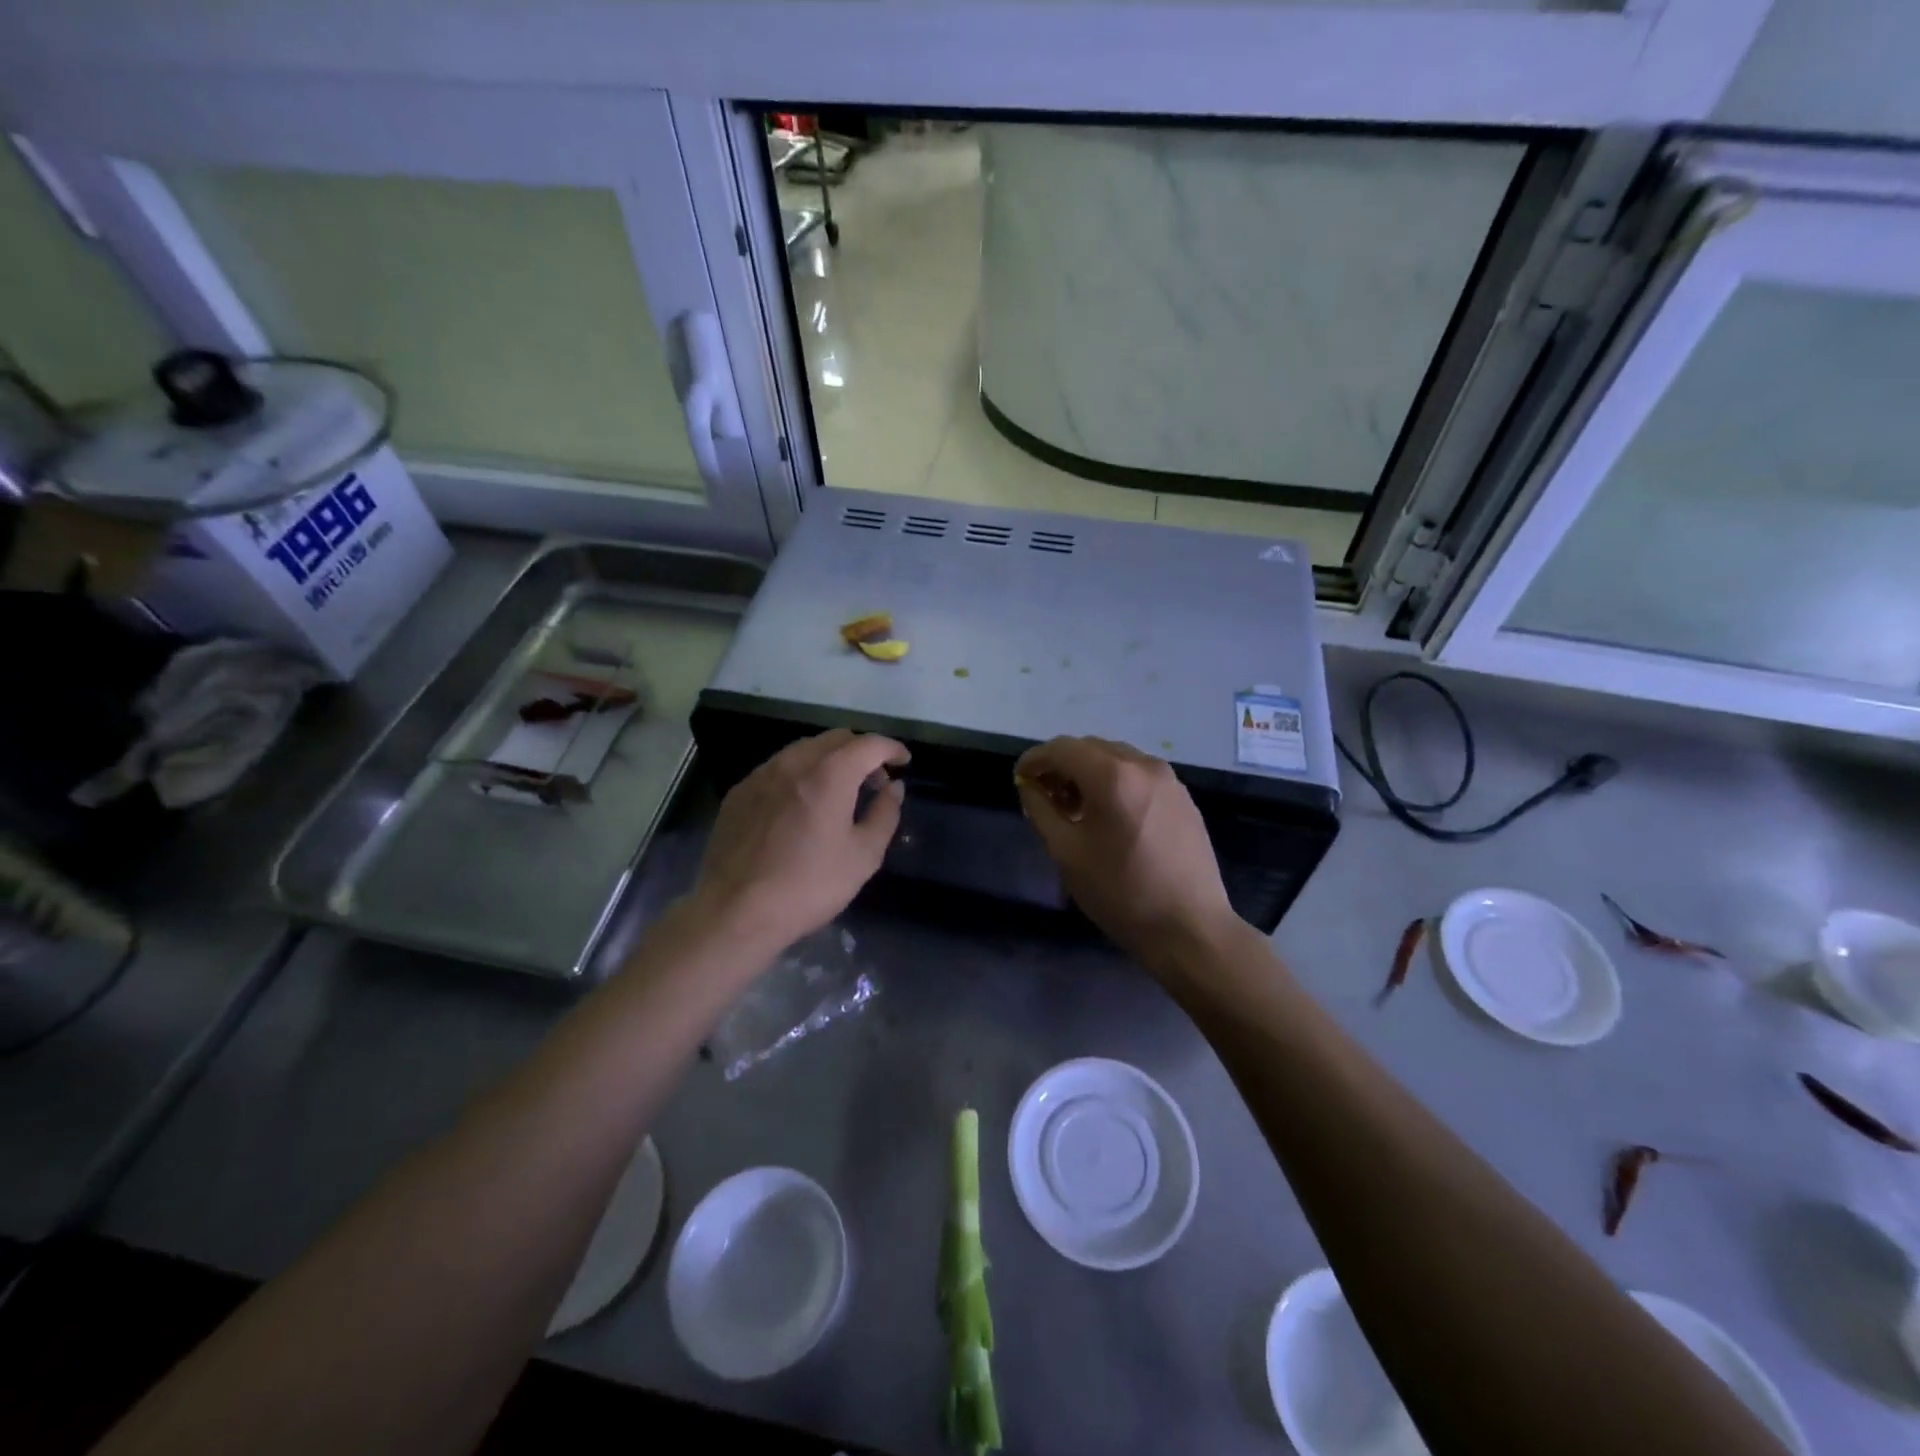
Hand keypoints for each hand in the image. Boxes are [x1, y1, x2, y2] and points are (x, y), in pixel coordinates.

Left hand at [689, 729, 908, 953]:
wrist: (735, 911)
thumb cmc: (809, 885)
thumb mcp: (863, 856)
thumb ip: (885, 814)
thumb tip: (894, 787)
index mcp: (830, 773)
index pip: (870, 744)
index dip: (892, 748)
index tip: (904, 762)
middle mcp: (794, 762)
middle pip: (836, 739)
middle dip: (862, 752)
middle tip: (874, 781)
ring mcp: (762, 774)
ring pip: (805, 749)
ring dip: (830, 760)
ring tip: (839, 792)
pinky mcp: (740, 791)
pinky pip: (779, 768)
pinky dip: (801, 773)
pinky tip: (802, 804)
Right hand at [1015, 736, 1240, 966]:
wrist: (1189, 928)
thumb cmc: (1120, 892)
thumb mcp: (1066, 853)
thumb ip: (1041, 809)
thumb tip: (1029, 785)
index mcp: (1112, 776)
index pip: (1063, 748)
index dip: (1035, 759)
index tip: (1020, 778)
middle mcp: (1143, 765)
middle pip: (1090, 748)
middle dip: (1062, 765)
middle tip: (1045, 797)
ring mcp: (1169, 779)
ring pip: (1116, 759)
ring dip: (1089, 772)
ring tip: (1076, 808)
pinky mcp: (1183, 797)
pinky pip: (1139, 775)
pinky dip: (1115, 782)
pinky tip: (1109, 816)